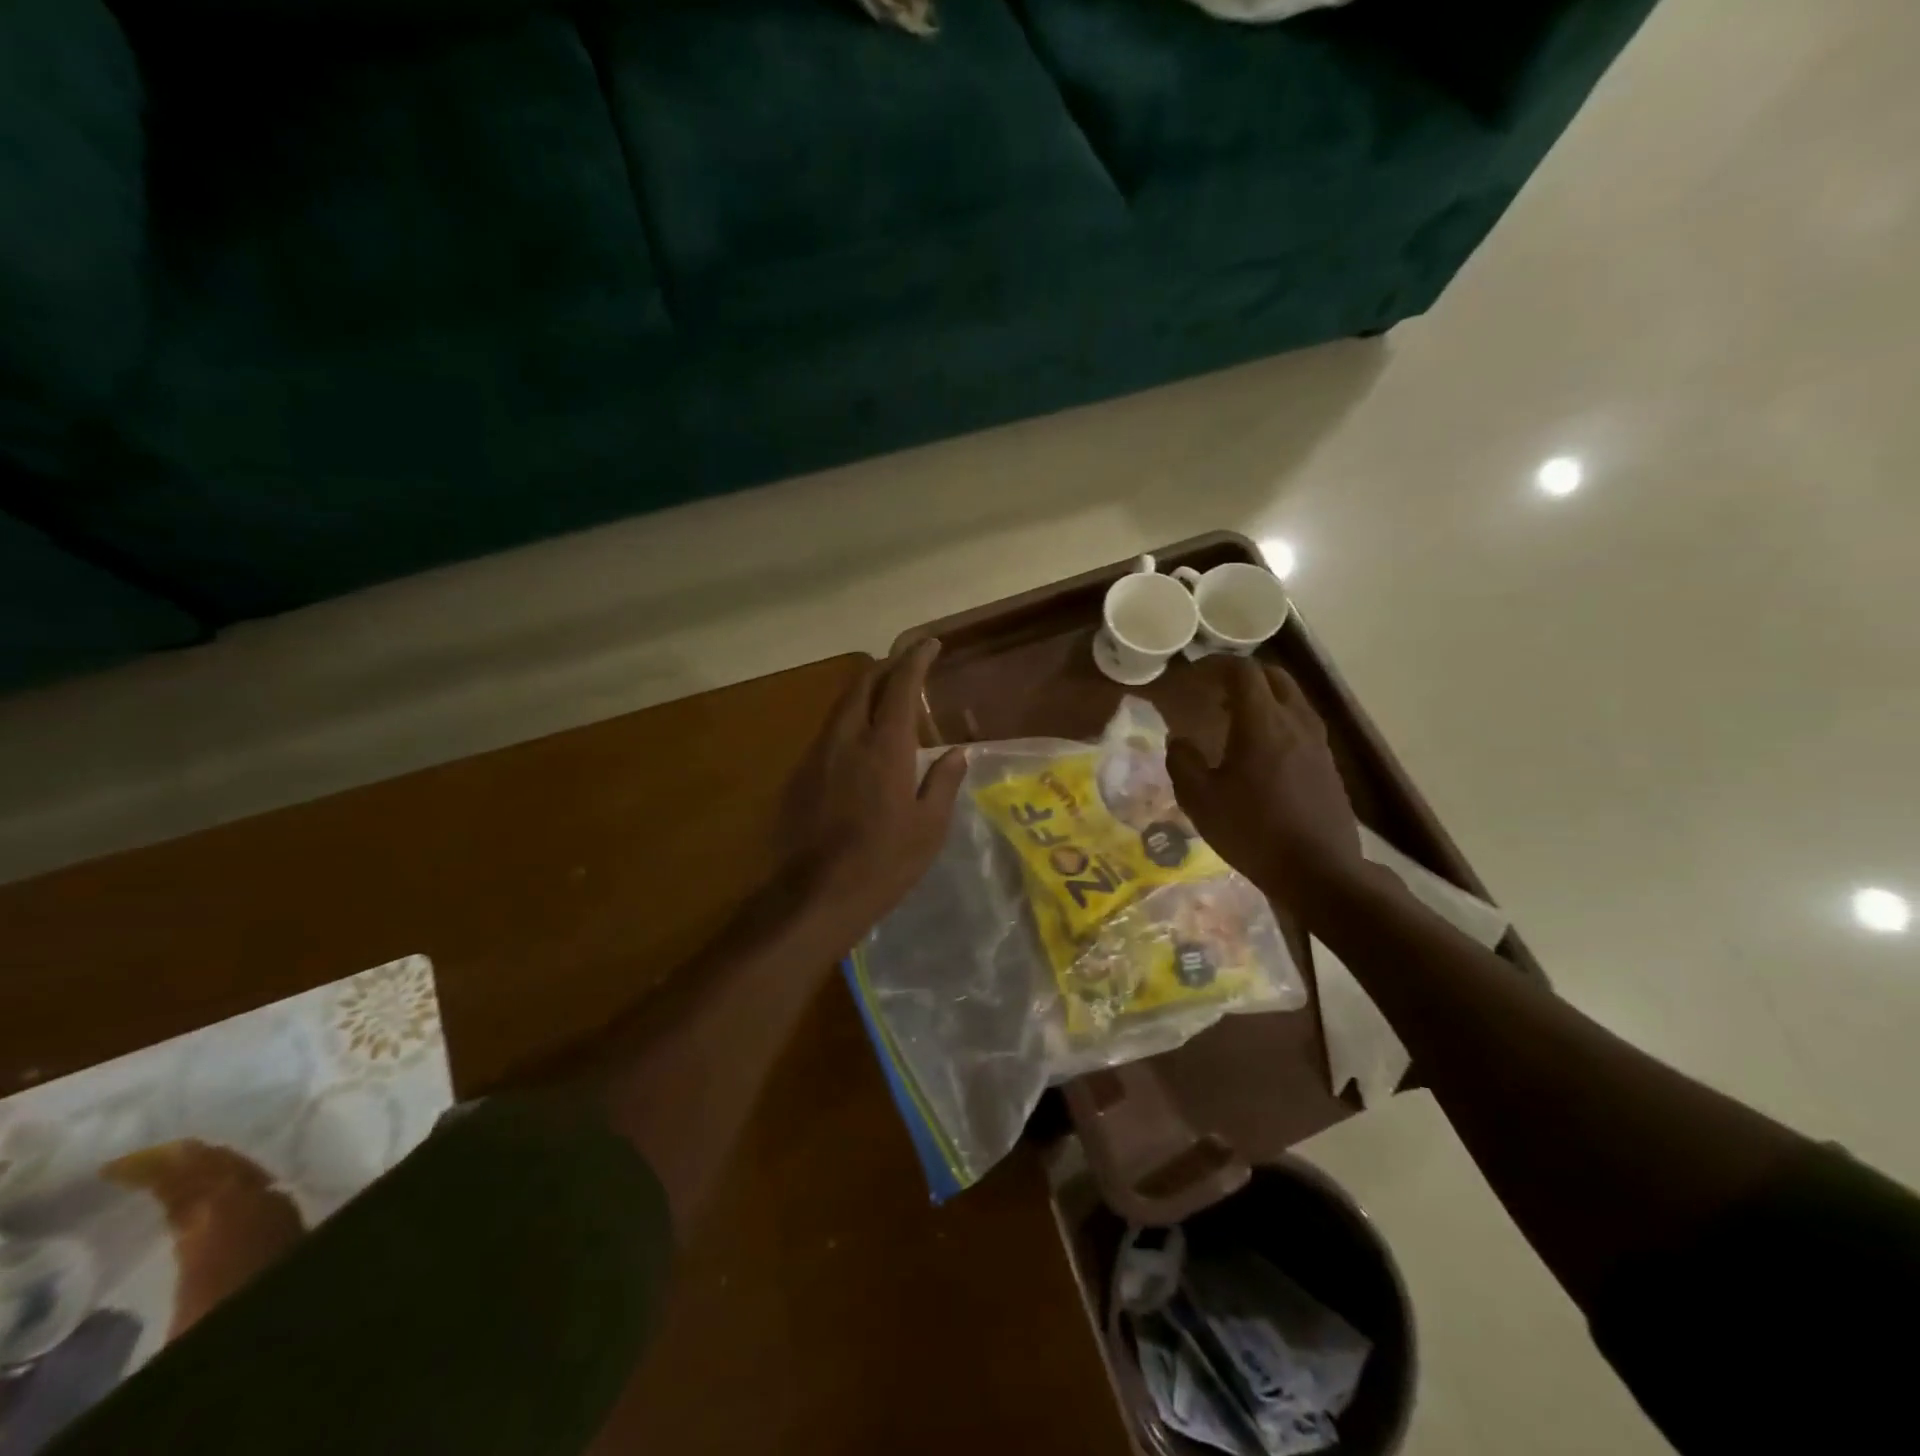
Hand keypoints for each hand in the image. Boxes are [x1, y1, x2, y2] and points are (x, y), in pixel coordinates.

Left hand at [783, 639, 967, 937]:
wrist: (815, 895)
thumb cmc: (884, 862)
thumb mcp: (929, 827)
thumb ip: (943, 782)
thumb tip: (956, 752)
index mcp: (884, 746)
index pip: (900, 685)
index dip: (916, 659)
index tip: (929, 644)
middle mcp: (847, 738)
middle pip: (862, 683)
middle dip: (886, 667)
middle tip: (907, 666)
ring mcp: (817, 754)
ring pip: (840, 706)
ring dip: (864, 692)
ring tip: (885, 698)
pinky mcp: (799, 775)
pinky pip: (827, 732)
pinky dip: (848, 721)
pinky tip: (858, 743)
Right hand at [1167, 658, 1368, 923]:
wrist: (1319, 871)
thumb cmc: (1253, 831)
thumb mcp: (1200, 800)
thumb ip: (1182, 762)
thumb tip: (1179, 739)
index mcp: (1262, 723)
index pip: (1243, 671)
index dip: (1216, 665)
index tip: (1194, 675)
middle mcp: (1295, 722)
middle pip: (1273, 676)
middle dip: (1242, 675)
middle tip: (1214, 691)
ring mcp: (1318, 742)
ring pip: (1292, 697)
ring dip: (1263, 695)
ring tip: (1234, 717)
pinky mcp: (1328, 763)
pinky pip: (1301, 722)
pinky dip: (1278, 718)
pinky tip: (1260, 748)